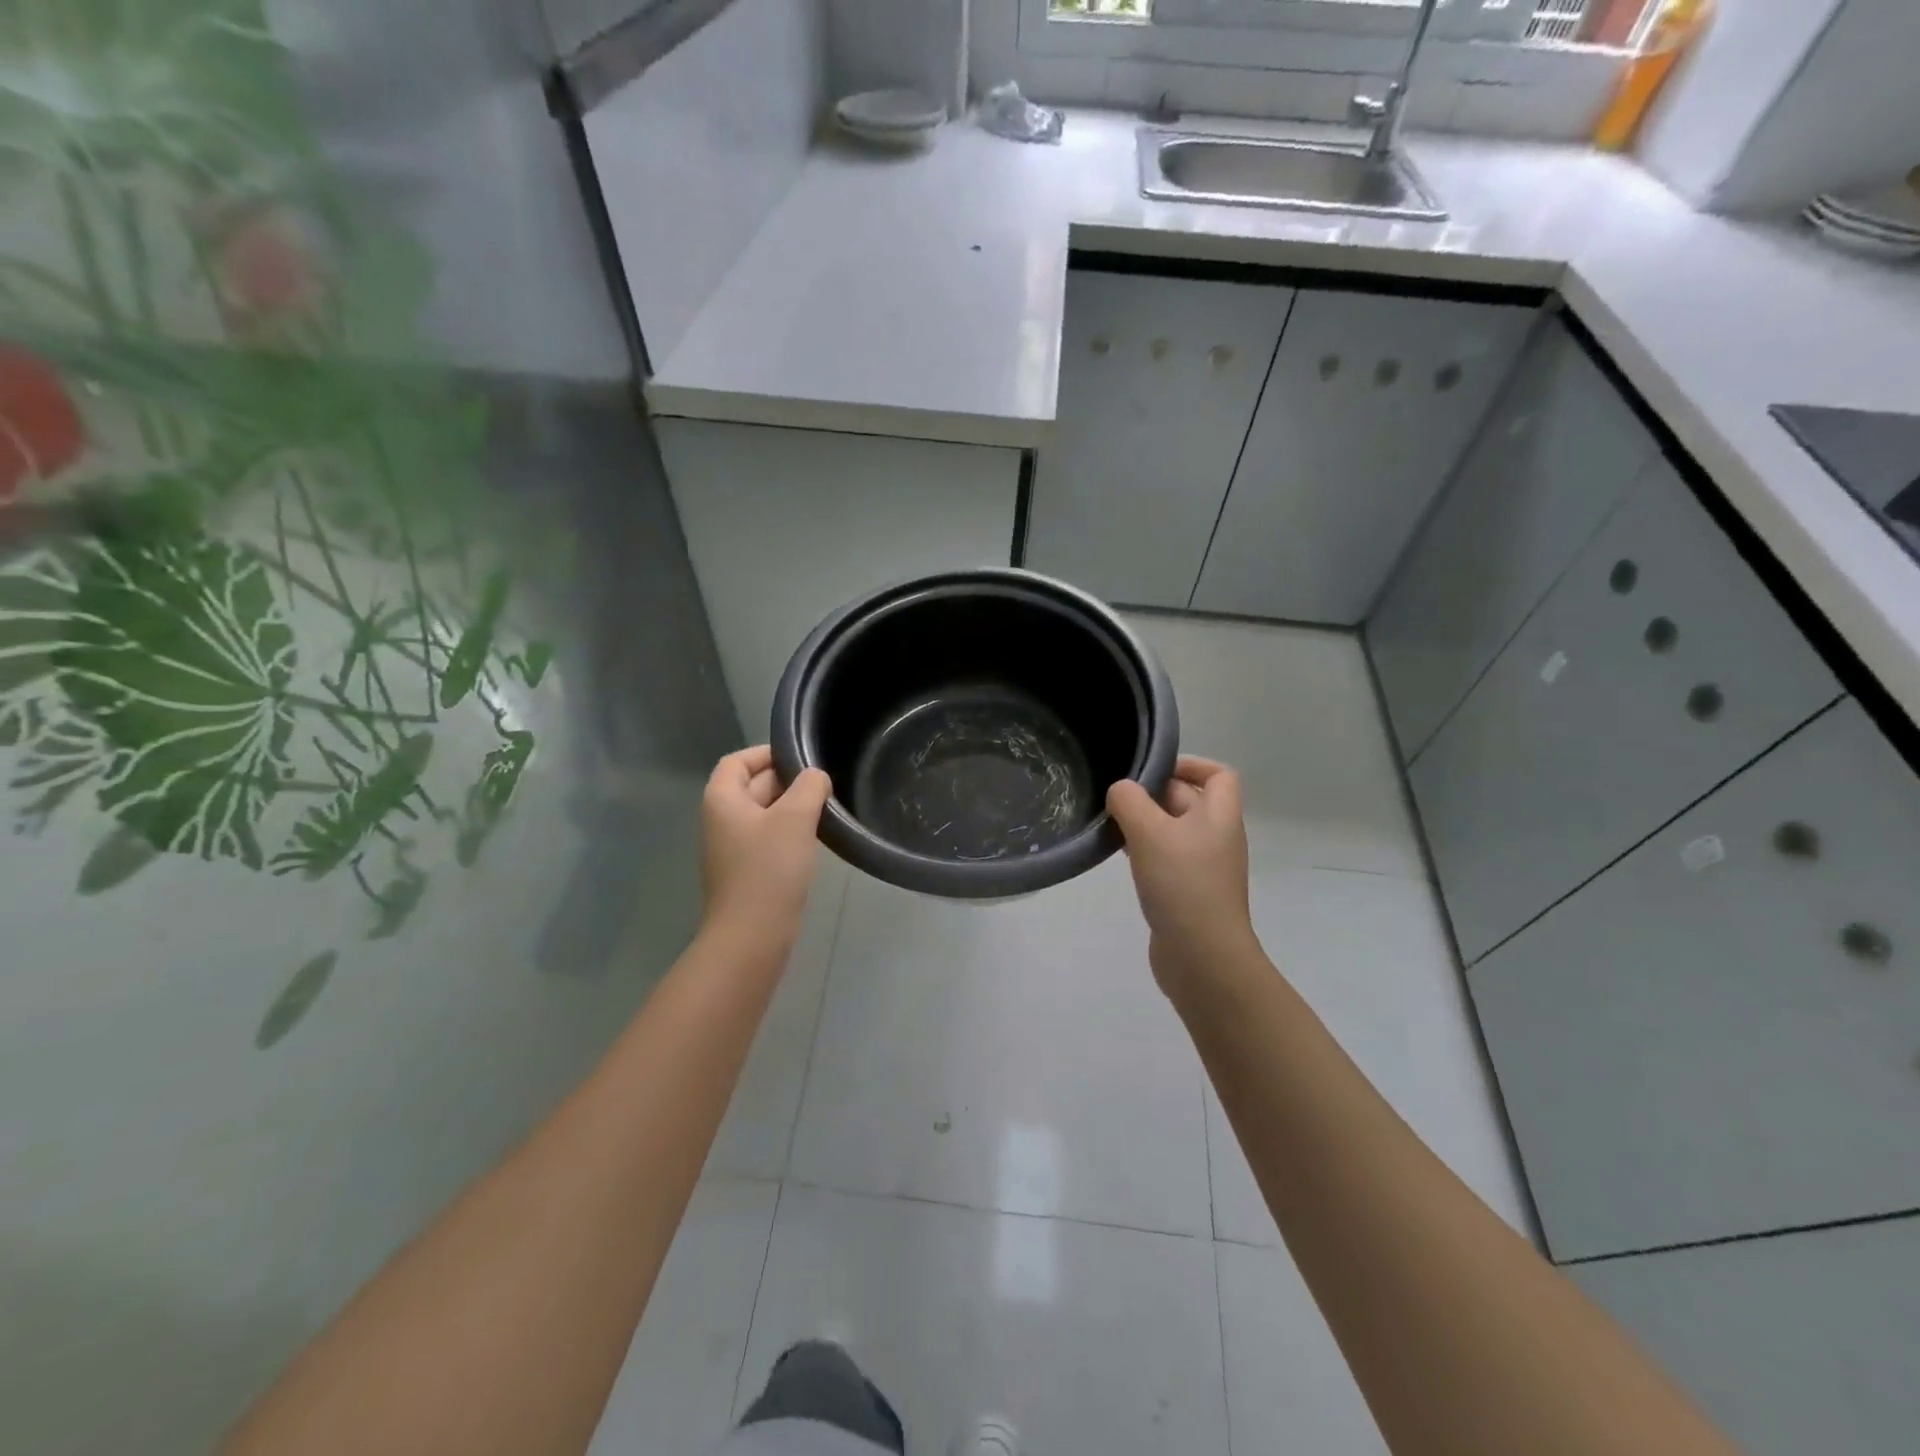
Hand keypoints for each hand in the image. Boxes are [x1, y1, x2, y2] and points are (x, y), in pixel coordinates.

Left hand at [701, 746, 832, 950]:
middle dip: (787, 781)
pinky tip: (813, 840)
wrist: (751, 936)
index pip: (738, 761)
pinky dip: (789, 833)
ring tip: (824, 809)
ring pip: (764, 814)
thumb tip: (816, 777)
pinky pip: (767, 840)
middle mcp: (721, 820)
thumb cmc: (769, 869)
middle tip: (823, 783)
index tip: (802, 758)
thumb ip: (809, 786)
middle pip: (753, 785)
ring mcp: (733, 849)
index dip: (767, 753)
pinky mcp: (747, 872)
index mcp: (722, 799)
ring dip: (791, 808)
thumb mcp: (795, 818)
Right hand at [1107, 757, 1256, 996]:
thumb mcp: (1150, 832)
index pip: (1218, 774)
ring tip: (1110, 823)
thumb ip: (1130, 802)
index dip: (1190, 764)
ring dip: (1144, 823)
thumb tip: (1120, 790)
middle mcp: (1216, 837)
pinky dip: (1143, 851)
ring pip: (1172, 831)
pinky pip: (1165, 858)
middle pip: (1188, 800)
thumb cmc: (1182, 883)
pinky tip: (1118, 855)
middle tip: (1115, 795)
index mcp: (1219, 816)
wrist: (1203, 957)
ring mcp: (1203, 867)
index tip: (1152, 768)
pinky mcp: (1187, 892)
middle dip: (1154, 793)